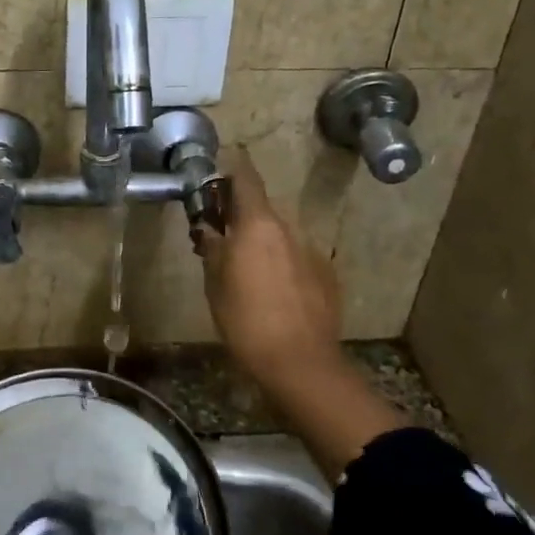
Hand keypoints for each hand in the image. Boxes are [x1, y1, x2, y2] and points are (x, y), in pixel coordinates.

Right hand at [195, 149, 346, 396]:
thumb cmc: (246, 320)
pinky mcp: (326, 274)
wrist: (300, 362)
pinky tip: (274, 293)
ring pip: (280, 235)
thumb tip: (208, 228)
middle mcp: (288, 228)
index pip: (246, 178)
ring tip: (247, 271)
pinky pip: (297, 258)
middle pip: (262, 209)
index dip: (231, 171)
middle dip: (240, 217)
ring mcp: (311, 251)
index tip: (216, 178)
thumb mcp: (215, 284)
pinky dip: (282, 265)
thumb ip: (212, 248)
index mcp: (258, 224)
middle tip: (220, 237)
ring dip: (262, 243)